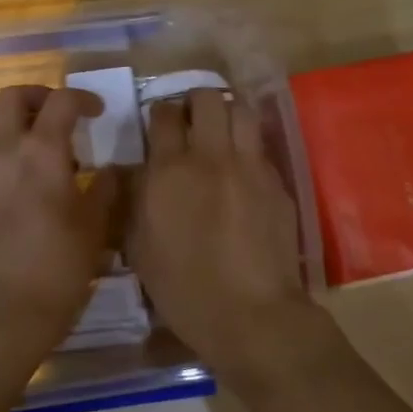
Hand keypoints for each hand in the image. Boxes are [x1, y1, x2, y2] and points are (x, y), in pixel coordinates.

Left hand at [0, 85, 115, 361]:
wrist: (7, 309)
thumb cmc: (60, 264)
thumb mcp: (96, 225)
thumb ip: (106, 188)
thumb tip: (111, 170)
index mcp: (41, 152)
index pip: (59, 101)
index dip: (82, 98)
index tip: (100, 111)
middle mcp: (7, 153)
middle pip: (12, 98)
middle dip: (39, 95)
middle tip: (66, 114)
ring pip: (1, 127)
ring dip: (28, 125)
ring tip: (61, 155)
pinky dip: (19, 152)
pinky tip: (44, 184)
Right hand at [127, 89, 309, 377]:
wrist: (250, 313)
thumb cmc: (184, 289)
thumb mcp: (140, 247)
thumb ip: (135, 200)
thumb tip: (137, 173)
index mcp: (169, 170)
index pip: (164, 114)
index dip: (161, 113)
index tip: (161, 125)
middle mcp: (210, 156)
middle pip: (207, 97)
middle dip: (196, 101)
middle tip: (192, 121)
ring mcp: (249, 165)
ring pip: (241, 110)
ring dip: (228, 113)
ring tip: (221, 132)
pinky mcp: (276, 181)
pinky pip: (260, 145)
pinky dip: (248, 145)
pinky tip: (243, 167)